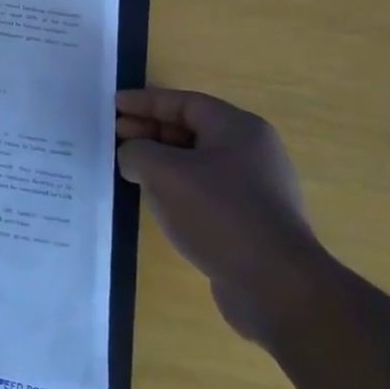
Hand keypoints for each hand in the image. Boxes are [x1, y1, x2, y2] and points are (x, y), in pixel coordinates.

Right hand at [116, 87, 327, 342]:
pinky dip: (175, 187)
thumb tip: (132, 157)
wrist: (275, 286)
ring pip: (196, 162)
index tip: (114, 106)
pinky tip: (153, 199)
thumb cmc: (218, 213)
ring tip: (127, 167)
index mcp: (239, 129)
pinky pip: (203, 190)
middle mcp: (252, 153)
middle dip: (150, 130)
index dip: (146, 102)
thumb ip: (136, 152)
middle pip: (191, 129)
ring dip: (160, 160)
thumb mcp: (163, 171)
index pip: (184, 103)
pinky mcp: (249, 221)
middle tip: (114, 136)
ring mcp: (254, 189)